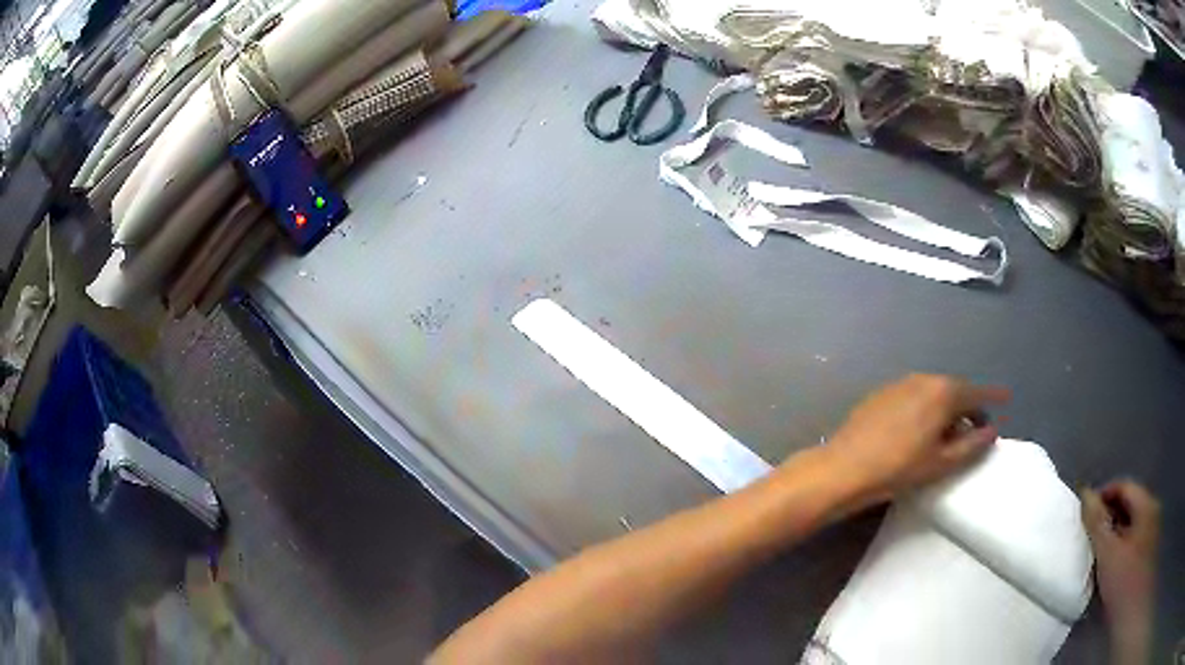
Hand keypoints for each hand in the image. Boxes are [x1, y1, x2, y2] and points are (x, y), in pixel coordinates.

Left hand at [821, 374, 1008, 504]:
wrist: (845, 468)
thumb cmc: (899, 468)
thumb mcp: (942, 462)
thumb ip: (972, 445)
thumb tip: (992, 430)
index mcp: (943, 392)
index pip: (977, 392)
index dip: (994, 396)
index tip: (1007, 398)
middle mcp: (924, 378)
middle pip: (955, 390)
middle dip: (969, 407)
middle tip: (976, 429)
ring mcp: (900, 383)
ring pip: (934, 392)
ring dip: (947, 408)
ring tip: (949, 434)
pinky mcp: (882, 393)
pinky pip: (914, 396)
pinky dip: (926, 408)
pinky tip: (921, 429)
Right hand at [1081, 480, 1158, 661]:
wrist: (1129, 611)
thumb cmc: (1124, 580)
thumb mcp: (1109, 553)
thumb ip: (1097, 523)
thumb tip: (1085, 494)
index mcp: (1147, 505)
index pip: (1124, 487)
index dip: (1102, 496)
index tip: (1081, 514)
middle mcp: (1150, 515)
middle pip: (1126, 510)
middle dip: (1105, 522)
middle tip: (1084, 538)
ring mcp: (1147, 540)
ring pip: (1125, 533)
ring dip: (1109, 543)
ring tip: (1089, 559)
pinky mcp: (1140, 563)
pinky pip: (1126, 551)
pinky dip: (1113, 558)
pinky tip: (1101, 575)